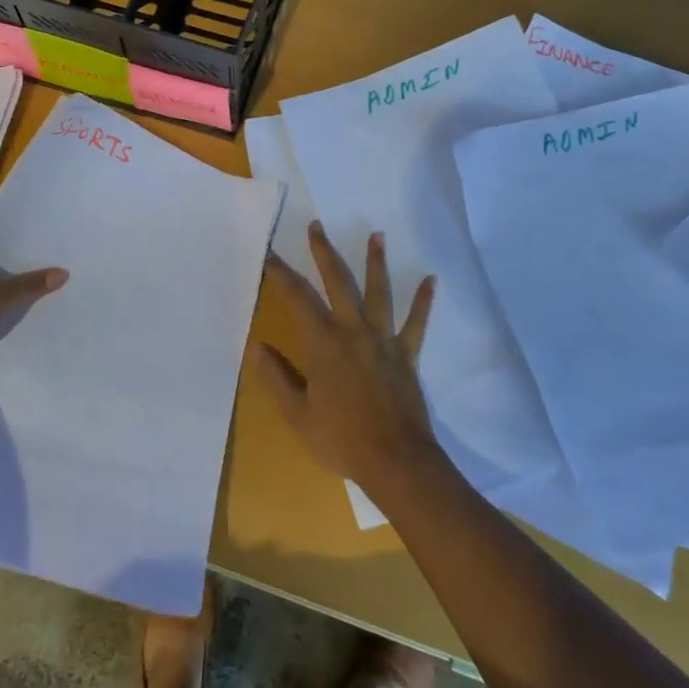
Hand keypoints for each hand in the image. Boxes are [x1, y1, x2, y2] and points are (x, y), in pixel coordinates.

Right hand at [256, 222, 440, 496]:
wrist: (395, 461)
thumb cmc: (341, 438)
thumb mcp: (297, 414)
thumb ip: (276, 377)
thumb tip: (257, 346)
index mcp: (323, 343)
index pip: (297, 298)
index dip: (280, 273)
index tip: (268, 252)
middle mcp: (353, 331)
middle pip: (338, 282)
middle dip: (324, 252)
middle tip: (317, 226)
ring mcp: (383, 340)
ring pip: (379, 293)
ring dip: (376, 263)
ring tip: (377, 235)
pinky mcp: (406, 355)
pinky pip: (416, 323)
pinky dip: (423, 302)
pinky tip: (431, 280)